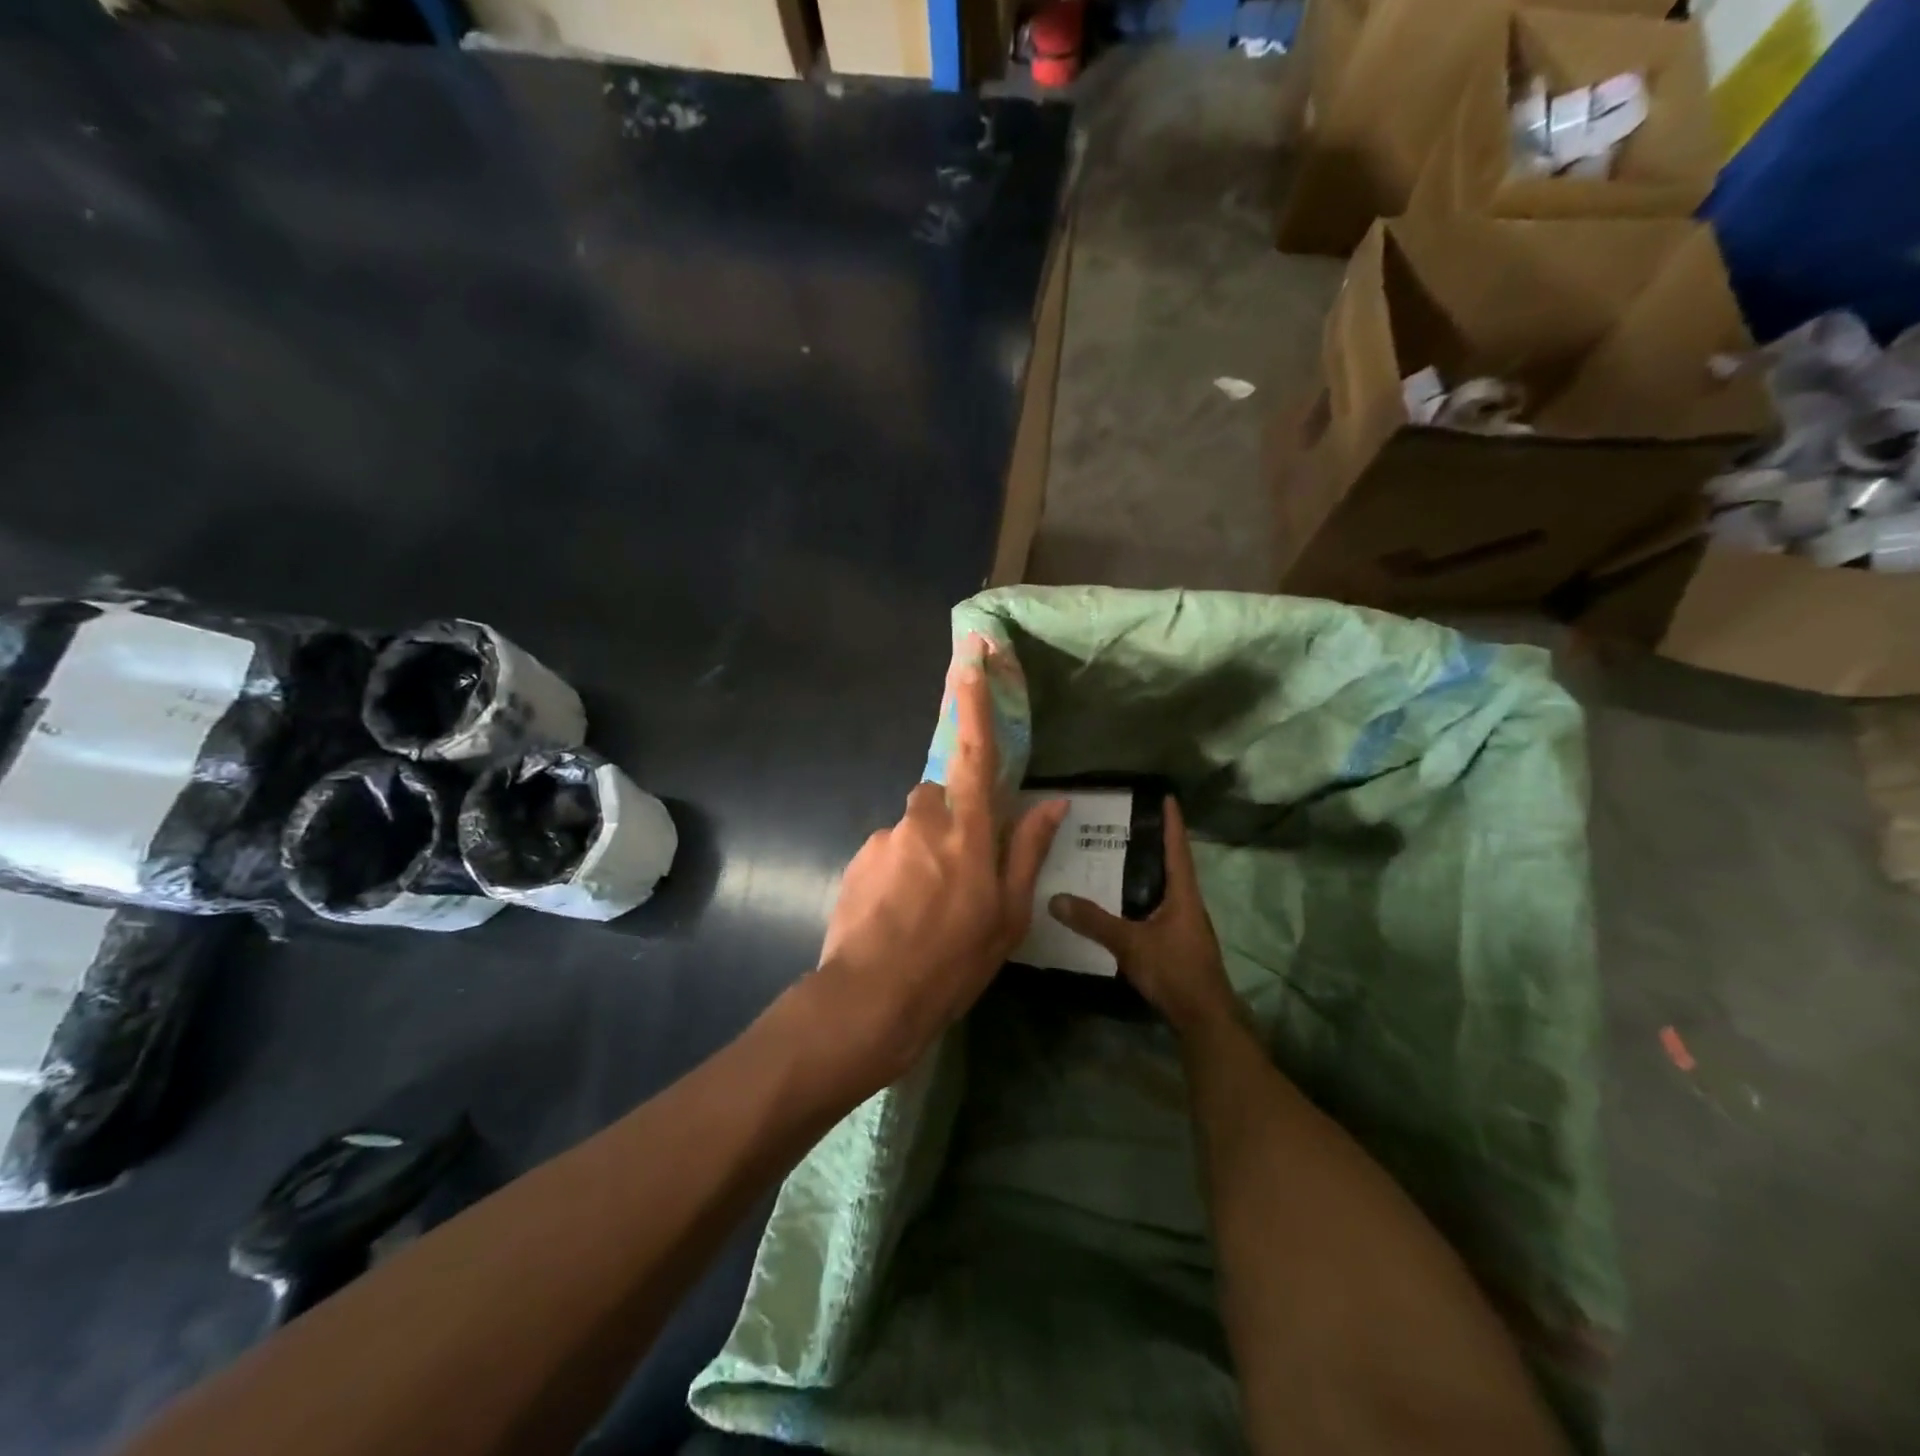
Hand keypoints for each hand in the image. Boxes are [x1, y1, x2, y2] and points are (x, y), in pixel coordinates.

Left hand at [808, 641, 1065, 1094]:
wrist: (870, 999)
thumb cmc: (953, 961)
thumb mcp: (1008, 915)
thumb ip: (1027, 851)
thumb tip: (1052, 802)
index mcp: (967, 829)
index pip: (974, 750)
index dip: (973, 700)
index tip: (970, 654)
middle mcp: (922, 820)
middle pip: (941, 794)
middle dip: (953, 818)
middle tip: (960, 875)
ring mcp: (884, 839)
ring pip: (914, 828)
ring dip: (925, 852)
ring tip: (927, 908)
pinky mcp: (857, 860)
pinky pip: (889, 852)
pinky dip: (899, 872)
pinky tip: (900, 915)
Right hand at [1049, 798, 1240, 1037]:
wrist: (1203, 1018)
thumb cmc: (1174, 971)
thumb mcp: (1130, 944)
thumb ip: (1093, 922)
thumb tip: (1055, 898)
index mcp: (1183, 894)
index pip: (1177, 848)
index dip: (1172, 822)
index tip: (1166, 796)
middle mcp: (1187, 904)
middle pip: (1171, 865)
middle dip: (1153, 842)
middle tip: (1125, 823)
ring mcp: (1184, 925)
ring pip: (1164, 888)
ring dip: (1146, 870)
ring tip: (1117, 856)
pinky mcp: (1177, 943)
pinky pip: (1158, 908)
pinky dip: (1142, 896)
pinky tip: (1121, 902)